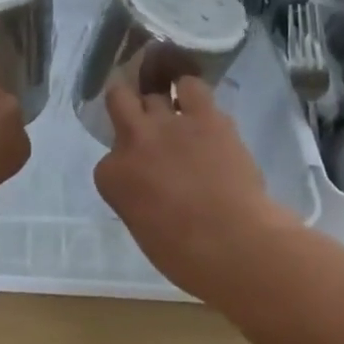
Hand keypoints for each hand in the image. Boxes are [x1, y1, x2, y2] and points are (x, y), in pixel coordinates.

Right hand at [93, 76, 296, 297]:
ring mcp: (168, 124)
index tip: (140, 177)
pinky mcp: (204, 116)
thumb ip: (137, 198)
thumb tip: (152, 190)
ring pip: (152, 91)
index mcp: (112, 177)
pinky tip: (197, 103)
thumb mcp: (142, 228)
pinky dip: (191, 91)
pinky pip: (191, 86)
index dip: (125, 166)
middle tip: (142, 119)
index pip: (108, 161)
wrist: (234, 245)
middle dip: (126, 106)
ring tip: (176, 113)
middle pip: (118, 100)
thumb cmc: (186, 257)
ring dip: (161, 103)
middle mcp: (133, 141)